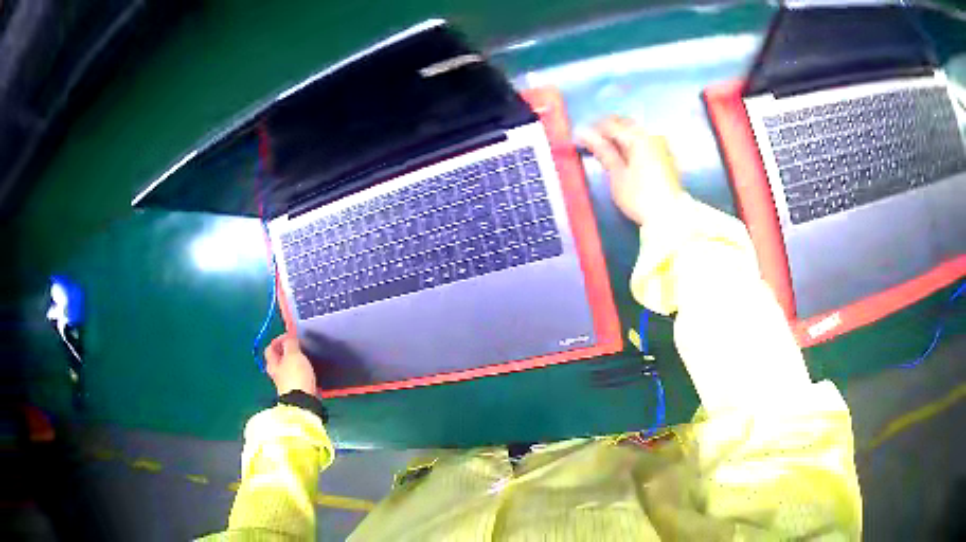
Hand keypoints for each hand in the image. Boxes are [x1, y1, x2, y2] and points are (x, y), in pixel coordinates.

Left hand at [264, 334, 316, 396]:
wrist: (303, 402)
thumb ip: (291, 343)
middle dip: (287, 351)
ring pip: (288, 368)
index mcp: (272, 363)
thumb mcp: (293, 355)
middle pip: (278, 358)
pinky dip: (301, 371)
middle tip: (298, 346)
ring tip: (305, 357)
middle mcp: (276, 373)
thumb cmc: (295, 376)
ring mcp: (285, 383)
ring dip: (295, 361)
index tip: (291, 336)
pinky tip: (309, 370)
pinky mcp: (295, 390)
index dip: (278, 339)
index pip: (270, 348)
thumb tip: (289, 336)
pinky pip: (296, 376)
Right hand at [578, 116, 682, 225]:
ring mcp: (661, 143)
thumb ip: (603, 151)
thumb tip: (585, 134)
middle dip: (606, 129)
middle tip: (591, 143)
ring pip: (635, 130)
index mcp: (637, 137)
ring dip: (619, 135)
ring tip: (606, 149)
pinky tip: (624, 154)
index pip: (609, 124)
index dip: (591, 130)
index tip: (579, 139)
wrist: (670, 217)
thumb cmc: (640, 197)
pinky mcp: (666, 154)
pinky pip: (644, 139)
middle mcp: (651, 134)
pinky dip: (631, 142)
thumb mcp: (617, 175)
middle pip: (623, 123)